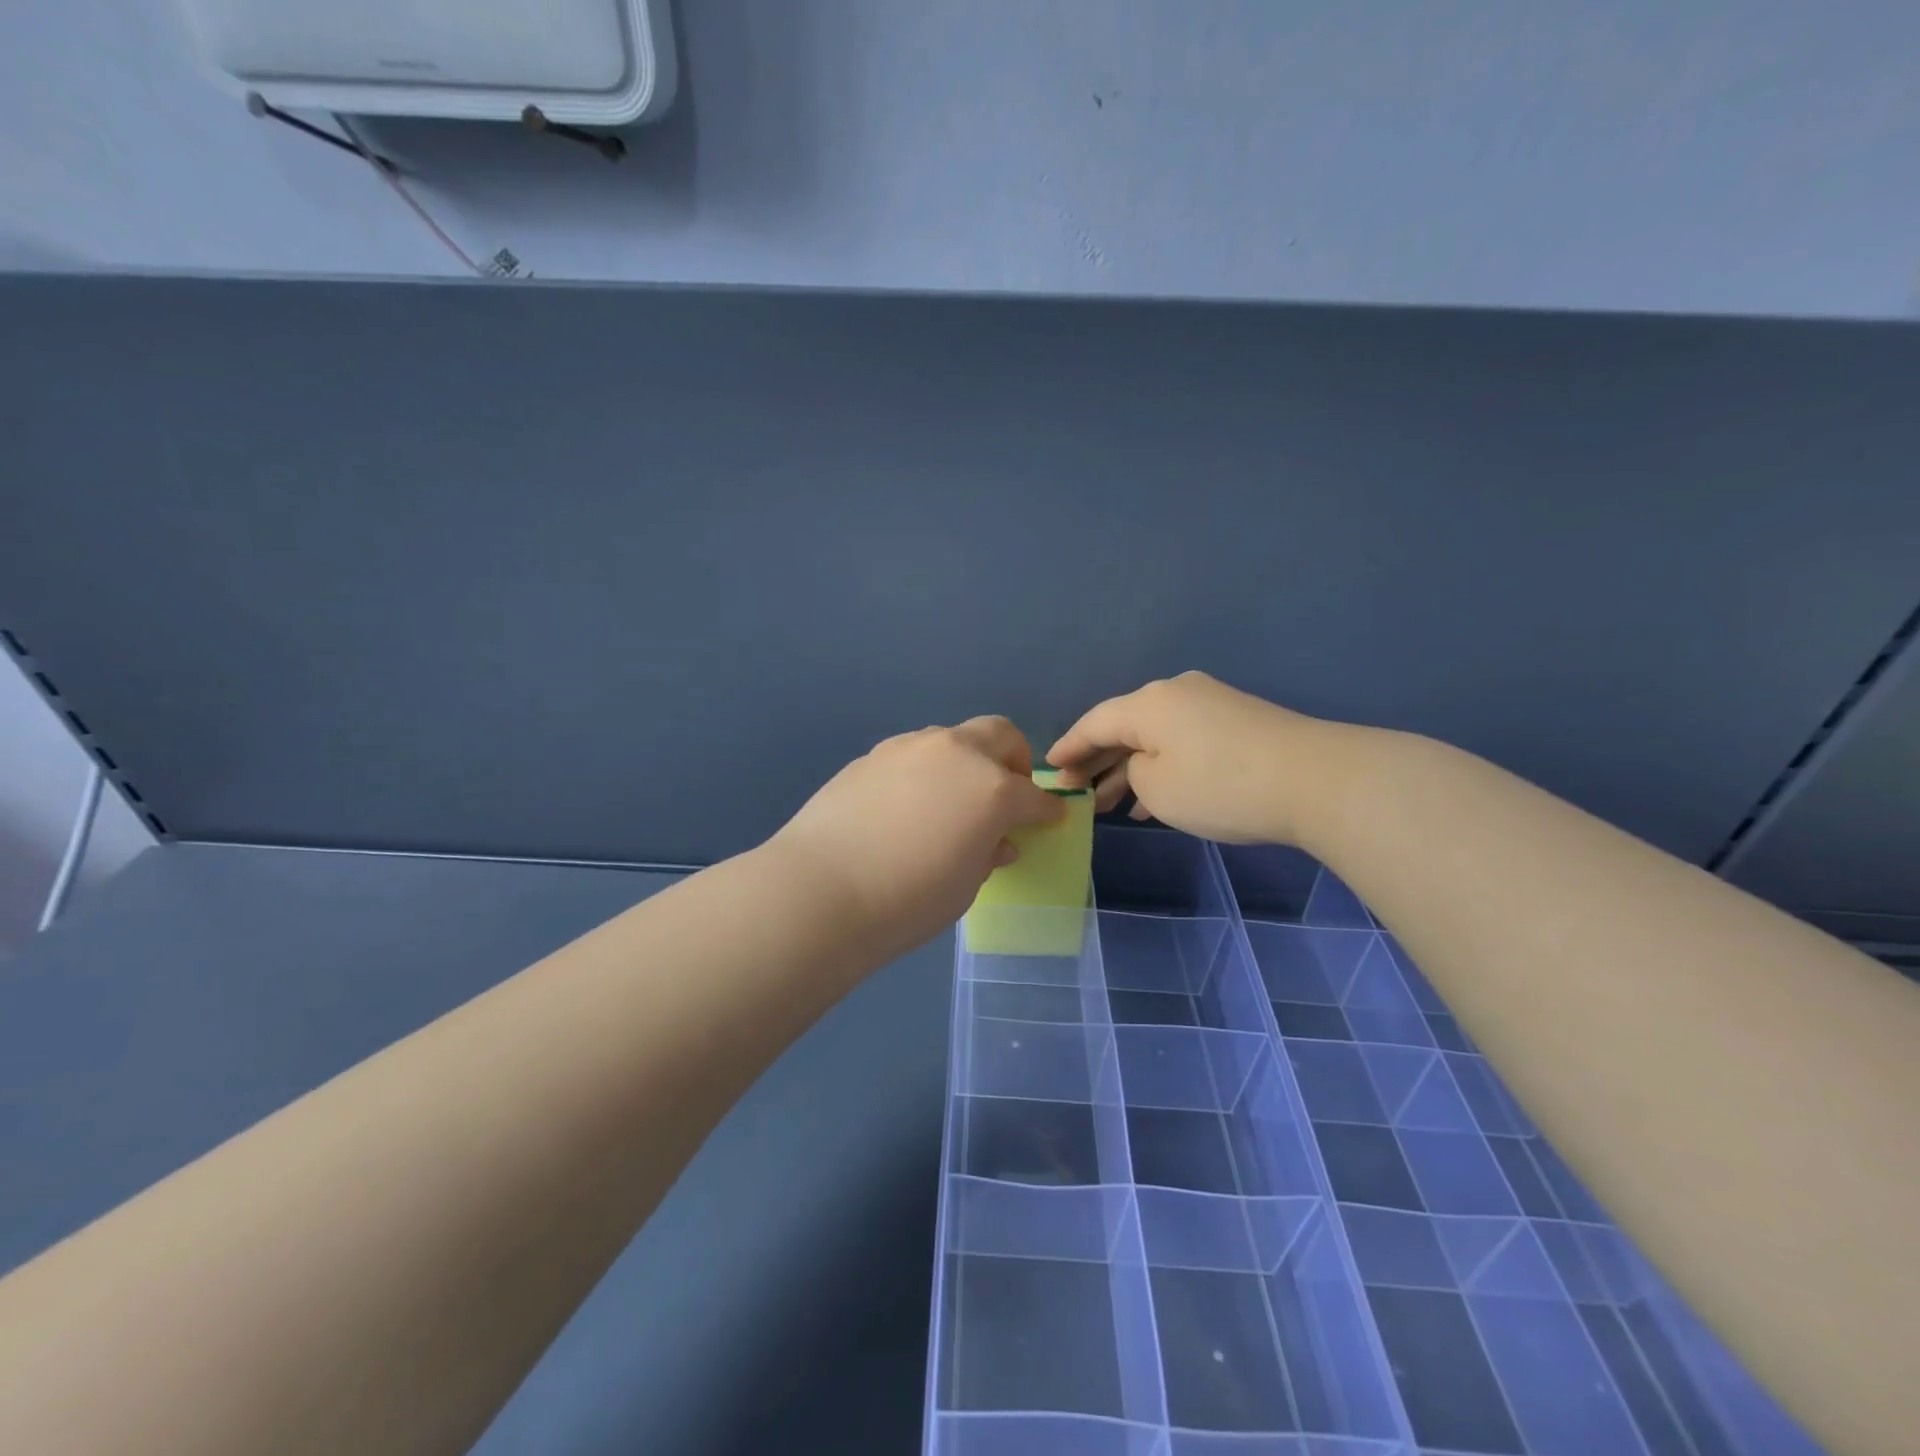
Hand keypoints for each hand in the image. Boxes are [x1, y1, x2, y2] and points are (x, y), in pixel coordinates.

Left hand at [769, 717, 1064, 961]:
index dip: (1046, 810)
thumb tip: (994, 841)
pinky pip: (912, 756)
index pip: (1033, 795)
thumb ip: (988, 853)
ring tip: (948, 802)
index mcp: (990, 787)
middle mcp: (954, 753)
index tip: (1049, 820)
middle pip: (1000, 734)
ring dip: (964, 763)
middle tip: (1006, 794)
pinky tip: (905, 807)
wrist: (821, 890)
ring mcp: (908, 748)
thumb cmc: (908, 900)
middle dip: (1013, 760)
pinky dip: (924, 773)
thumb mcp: (966, 885)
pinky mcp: (871, 756)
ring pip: (951, 740)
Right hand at [1048, 671, 1331, 844]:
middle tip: (1076, 794)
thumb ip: (1133, 773)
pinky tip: (1153, 801)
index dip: (1069, 747)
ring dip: (1130, 769)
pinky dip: (1163, 767)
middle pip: (1123, 727)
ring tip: (1109, 805)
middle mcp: (1175, 693)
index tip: (1049, 769)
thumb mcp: (1158, 788)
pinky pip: (1182, 741)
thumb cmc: (1221, 785)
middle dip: (1097, 761)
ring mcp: (1210, 704)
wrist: (1316, 780)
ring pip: (1154, 736)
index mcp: (1148, 703)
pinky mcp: (1236, 721)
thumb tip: (1144, 764)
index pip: (1094, 723)